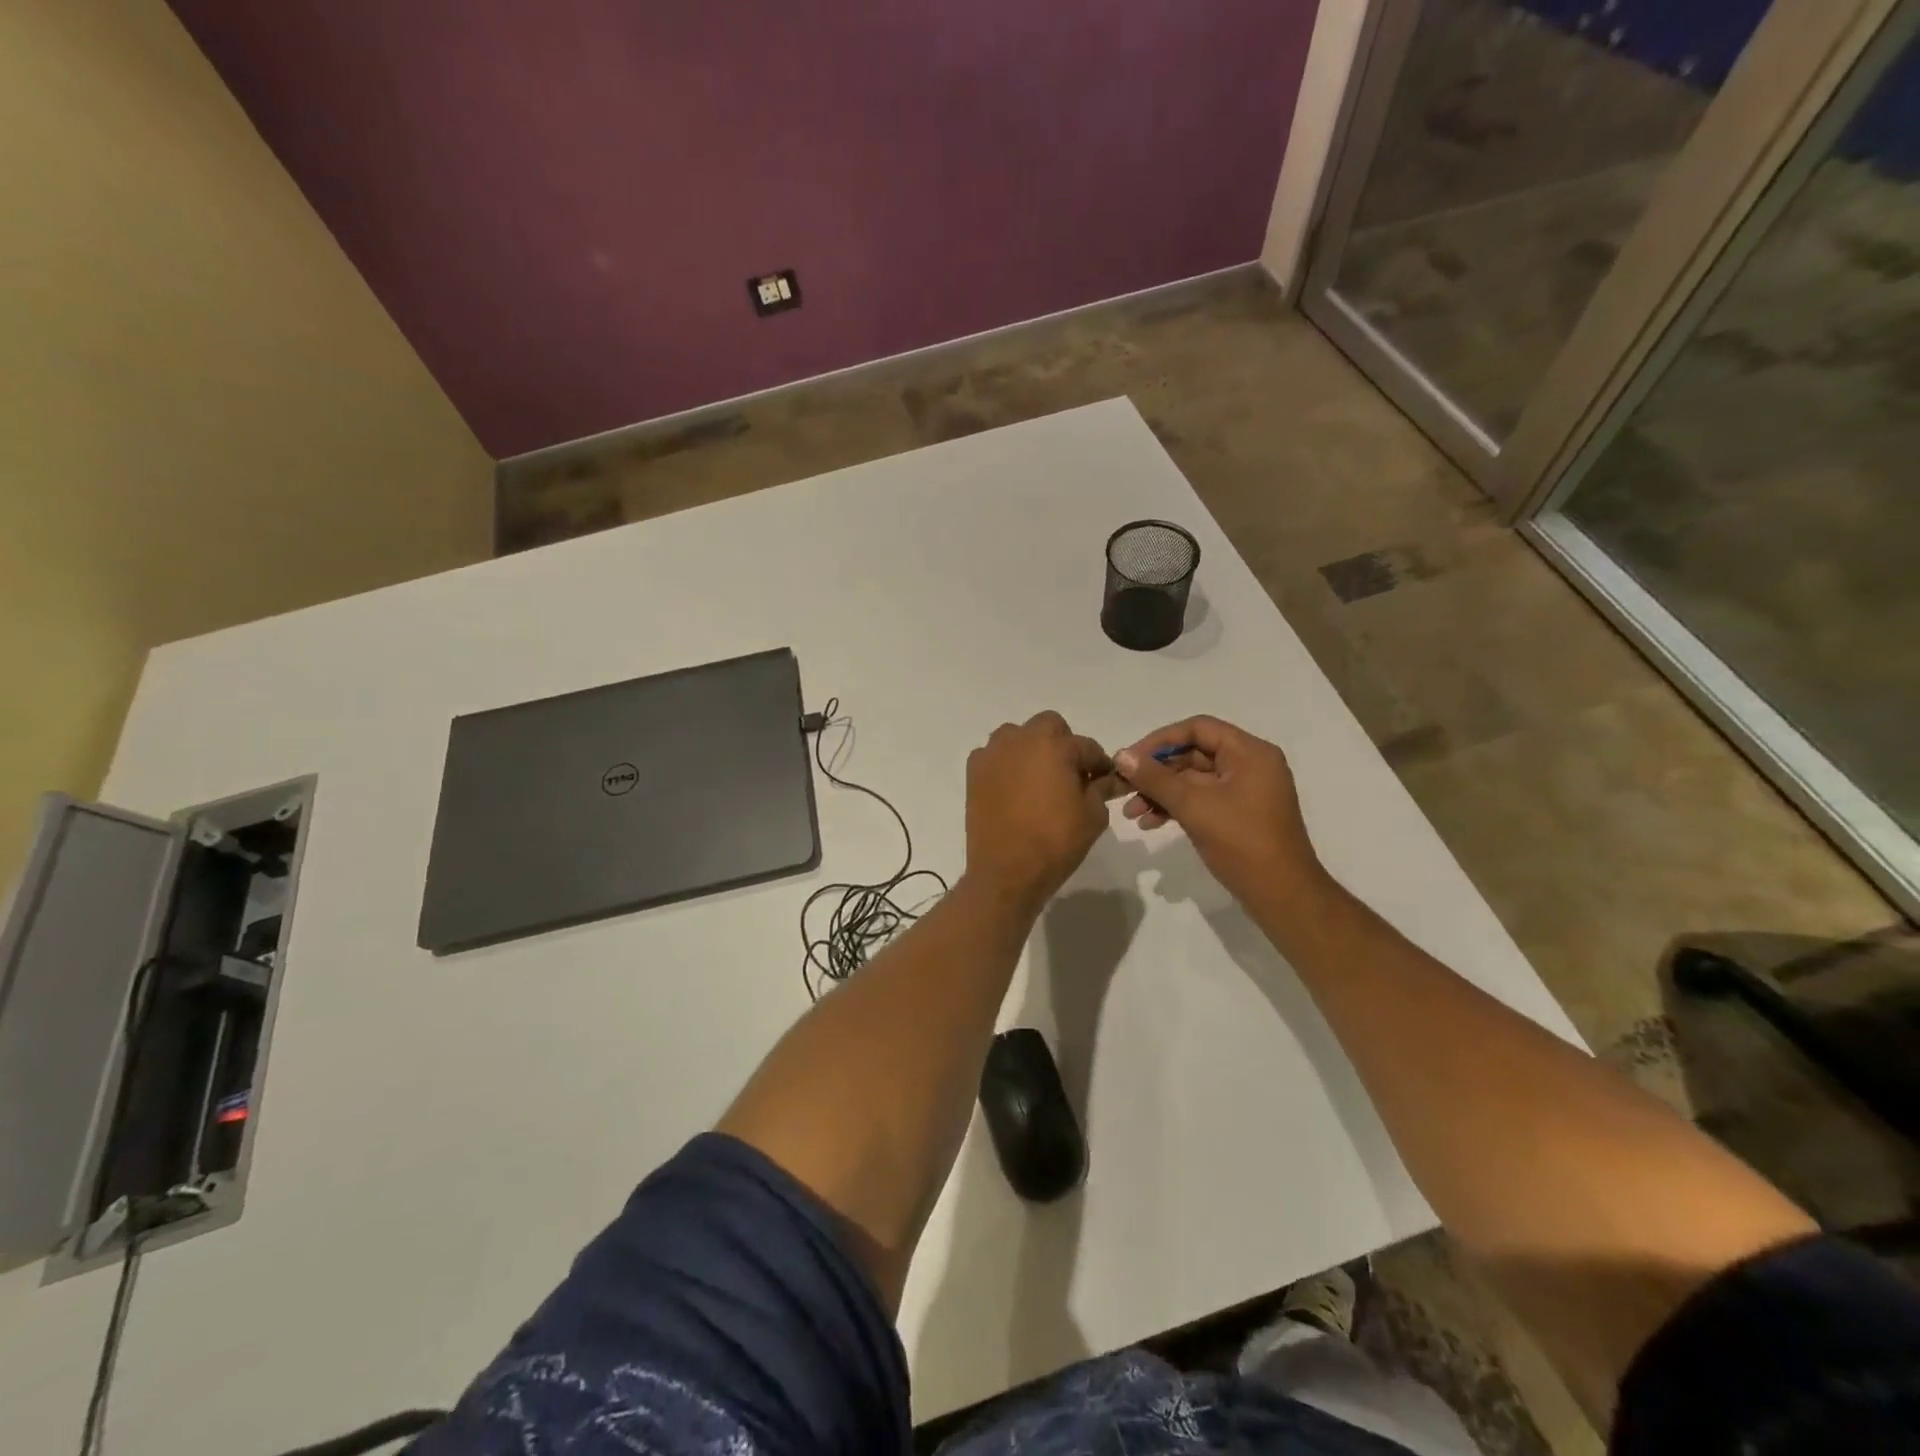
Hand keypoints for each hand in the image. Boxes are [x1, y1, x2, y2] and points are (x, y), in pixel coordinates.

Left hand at [965, 711, 1114, 912]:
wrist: (1006, 871)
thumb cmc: (1055, 842)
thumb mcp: (1093, 816)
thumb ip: (1101, 789)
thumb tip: (1107, 779)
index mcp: (1054, 746)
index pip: (1086, 746)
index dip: (1099, 764)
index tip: (1104, 780)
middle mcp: (1021, 740)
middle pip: (1049, 726)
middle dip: (1063, 744)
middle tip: (1070, 775)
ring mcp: (993, 754)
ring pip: (1017, 736)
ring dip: (1031, 749)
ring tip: (1039, 780)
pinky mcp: (974, 772)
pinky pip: (994, 756)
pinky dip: (1006, 764)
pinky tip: (1014, 789)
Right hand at [1113, 716, 1324, 905]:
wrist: (1282, 895)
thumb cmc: (1242, 842)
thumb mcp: (1194, 806)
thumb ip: (1156, 779)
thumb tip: (1122, 755)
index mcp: (1249, 753)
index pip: (1198, 729)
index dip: (1159, 740)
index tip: (1130, 759)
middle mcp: (1250, 765)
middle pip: (1194, 754)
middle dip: (1156, 772)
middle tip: (1123, 787)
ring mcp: (1245, 791)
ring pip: (1193, 780)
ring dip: (1161, 792)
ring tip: (1131, 813)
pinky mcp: (1239, 814)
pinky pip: (1201, 799)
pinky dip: (1176, 807)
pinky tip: (1150, 823)